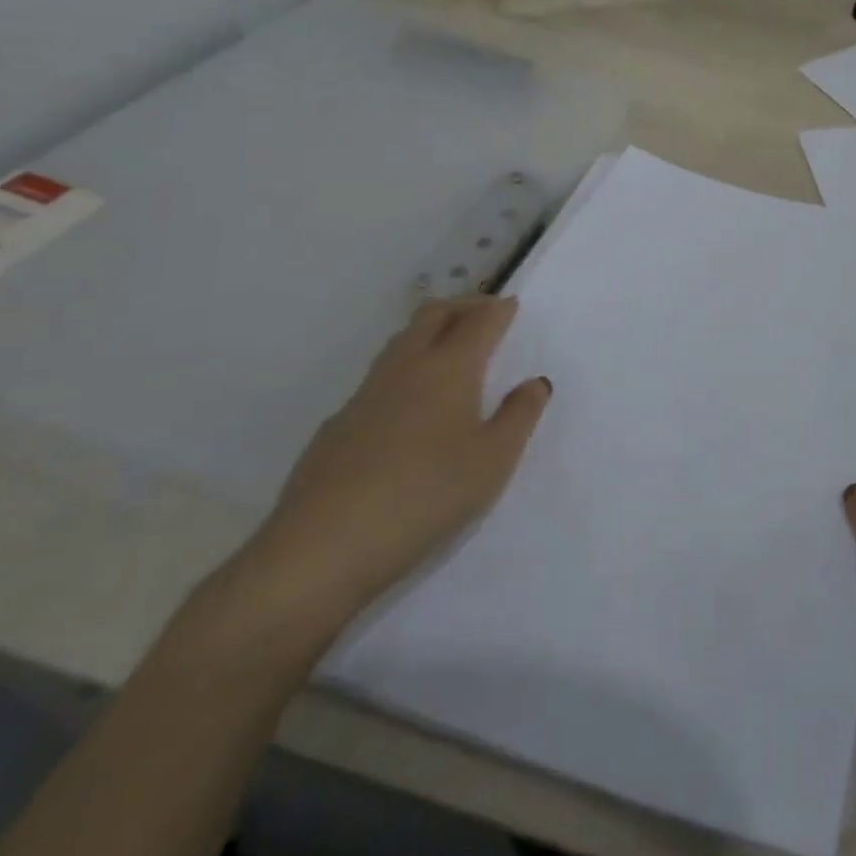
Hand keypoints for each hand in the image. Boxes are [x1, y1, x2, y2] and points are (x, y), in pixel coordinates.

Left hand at [224, 295, 550, 639]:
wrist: (321, 549)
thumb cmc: (426, 495)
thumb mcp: (494, 460)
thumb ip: (520, 416)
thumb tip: (534, 383)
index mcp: (449, 368)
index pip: (479, 320)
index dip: (499, 309)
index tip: (512, 306)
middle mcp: (406, 368)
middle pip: (433, 315)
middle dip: (462, 306)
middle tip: (484, 314)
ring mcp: (365, 395)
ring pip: (401, 342)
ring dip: (429, 332)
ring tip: (450, 349)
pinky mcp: (336, 426)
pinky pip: (379, 380)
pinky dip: (404, 371)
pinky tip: (409, 407)